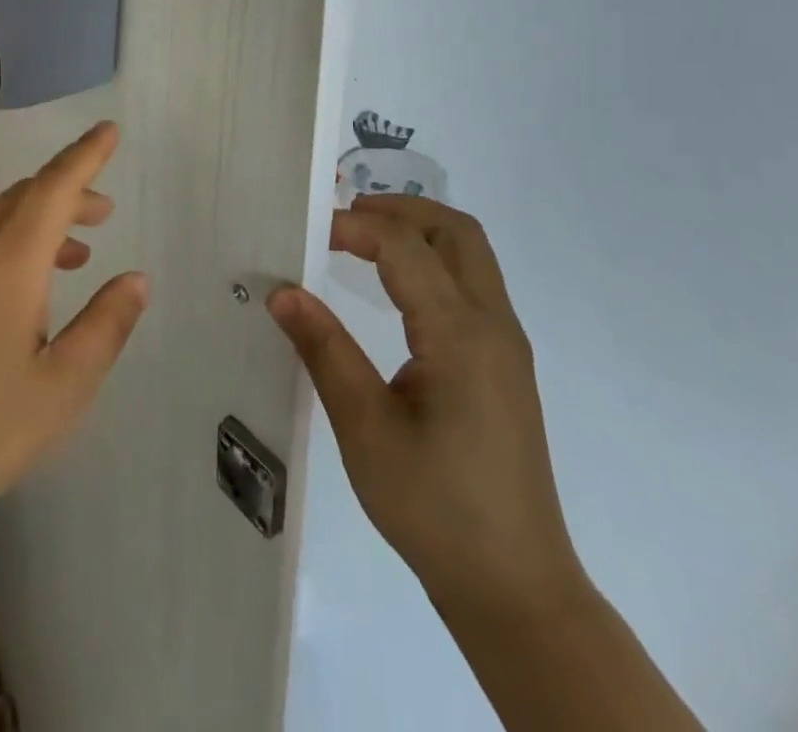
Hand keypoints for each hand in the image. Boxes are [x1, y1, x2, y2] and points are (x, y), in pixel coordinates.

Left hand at [0, 122, 148, 538]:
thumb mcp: (65, 387)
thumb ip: (107, 324)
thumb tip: (135, 279)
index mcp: (8, 264)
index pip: (54, 187)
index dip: (85, 155)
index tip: (108, 130)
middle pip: (22, 200)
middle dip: (66, 196)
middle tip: (102, 217)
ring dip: (33, 230)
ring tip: (67, 262)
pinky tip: (2, 301)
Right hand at [269, 196, 584, 622]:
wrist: (516, 588)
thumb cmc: (435, 508)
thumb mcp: (365, 429)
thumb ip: (324, 349)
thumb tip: (281, 291)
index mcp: (460, 334)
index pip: (404, 247)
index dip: (353, 226)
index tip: (305, 231)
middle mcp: (493, 325)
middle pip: (454, 230)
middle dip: (398, 208)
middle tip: (341, 218)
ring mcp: (506, 344)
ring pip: (470, 253)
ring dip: (418, 231)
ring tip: (361, 240)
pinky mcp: (505, 364)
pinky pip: (472, 284)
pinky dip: (432, 260)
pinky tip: (394, 288)